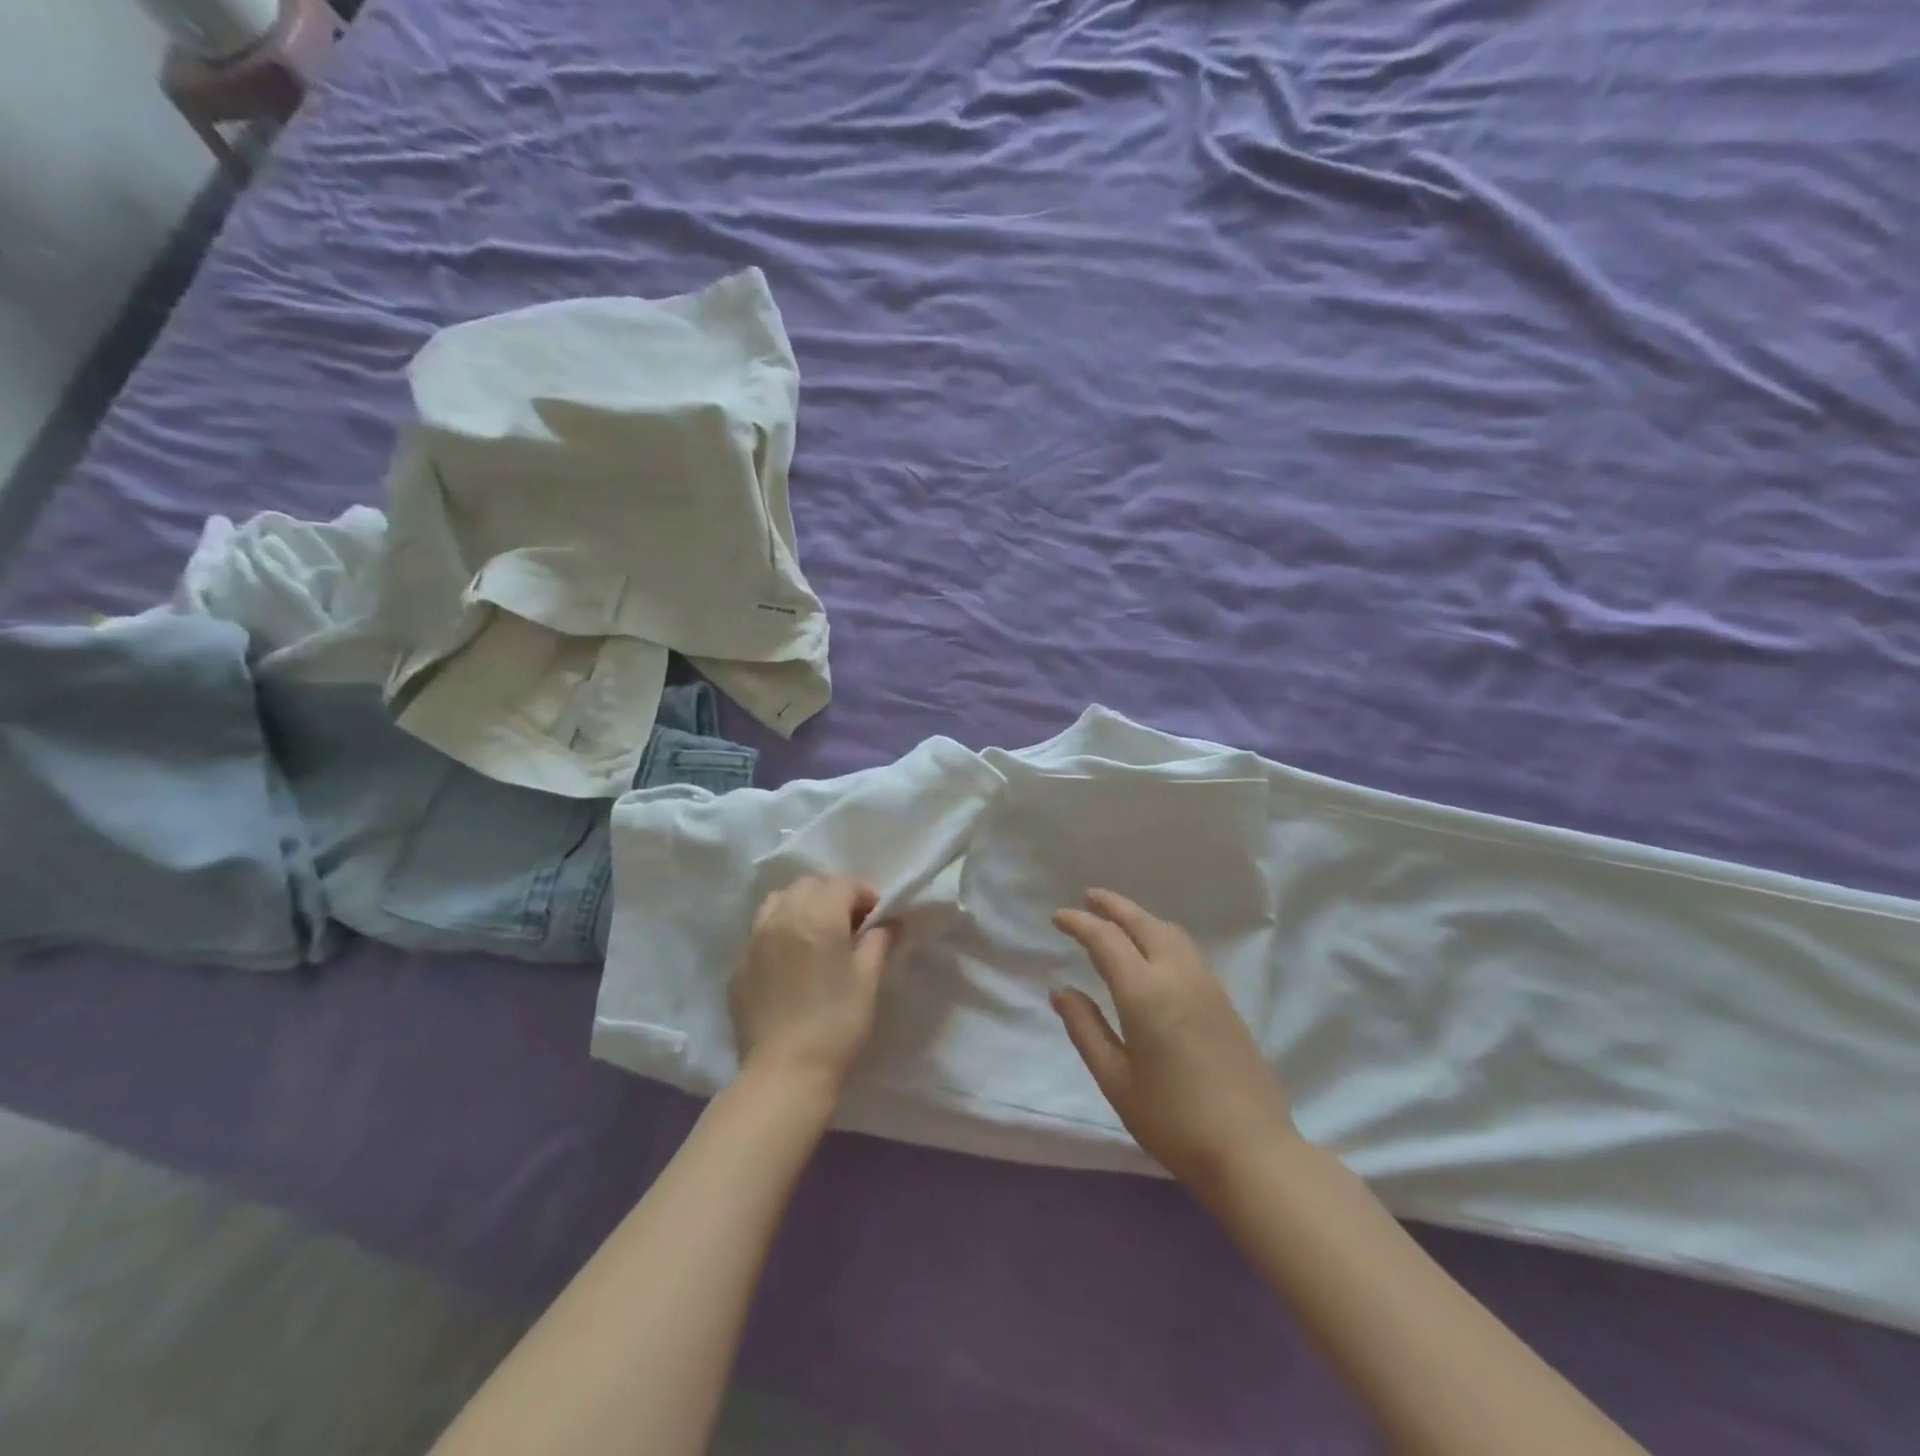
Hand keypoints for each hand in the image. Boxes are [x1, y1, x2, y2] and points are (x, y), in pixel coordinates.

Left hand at [730, 876, 896, 1093]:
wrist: (785, 1072)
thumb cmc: (837, 1023)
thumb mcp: (868, 980)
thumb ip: (879, 941)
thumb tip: (889, 921)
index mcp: (818, 916)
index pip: (844, 884)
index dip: (866, 895)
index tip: (878, 917)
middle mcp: (782, 917)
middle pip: (809, 885)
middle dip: (833, 895)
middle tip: (849, 924)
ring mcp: (754, 939)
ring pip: (779, 900)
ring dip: (801, 905)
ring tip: (815, 934)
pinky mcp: (739, 964)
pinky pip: (760, 931)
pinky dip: (779, 931)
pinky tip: (791, 960)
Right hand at [1052, 889, 1298, 1187]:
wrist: (1252, 1150)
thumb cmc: (1173, 1120)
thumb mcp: (1116, 1080)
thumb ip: (1086, 1029)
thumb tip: (1062, 992)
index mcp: (1145, 993)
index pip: (1106, 940)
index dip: (1080, 923)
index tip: (1059, 917)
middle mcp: (1178, 976)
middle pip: (1143, 923)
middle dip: (1114, 906)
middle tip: (1089, 896)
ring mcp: (1207, 985)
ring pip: (1170, 932)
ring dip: (1141, 917)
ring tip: (1119, 919)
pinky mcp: (1225, 1000)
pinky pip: (1187, 950)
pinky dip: (1162, 935)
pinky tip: (1154, 952)